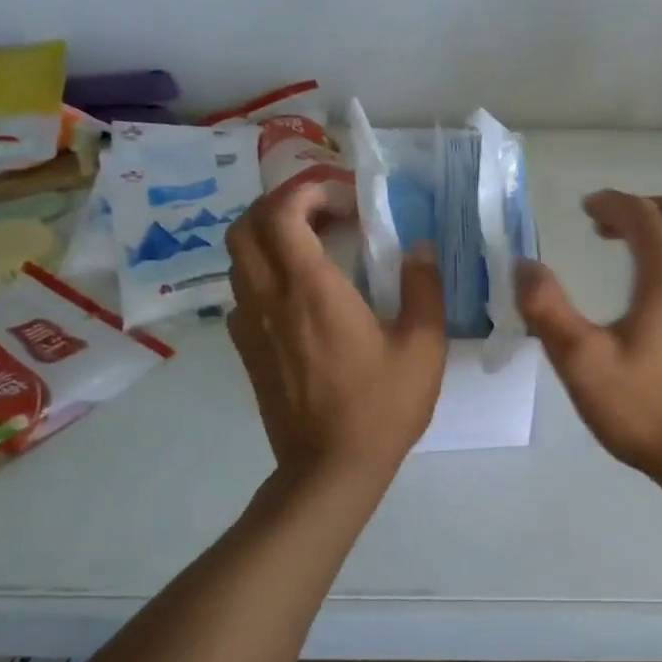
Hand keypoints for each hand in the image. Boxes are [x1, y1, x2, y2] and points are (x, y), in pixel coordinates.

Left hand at [226, 182, 446, 479]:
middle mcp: (271, 299)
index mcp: (311, 290)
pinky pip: (242, 292)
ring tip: (312, 245)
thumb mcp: (422, 346)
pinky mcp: (248, 350)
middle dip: (278, 206)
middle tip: (322, 213)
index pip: (282, 215)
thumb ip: (423, 288)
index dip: (306, 192)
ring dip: (268, 237)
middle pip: (245, 228)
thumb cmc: (381, 406)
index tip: (343, 199)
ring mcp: (251, 326)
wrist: (331, 468)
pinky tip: (299, 292)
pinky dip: (264, 272)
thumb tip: (419, 248)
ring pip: (238, 259)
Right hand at [516, 189, 661, 489]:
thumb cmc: (647, 409)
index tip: (584, 209)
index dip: (609, 203)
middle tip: (603, 226)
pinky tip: (661, 294)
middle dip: (638, 210)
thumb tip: (524, 265)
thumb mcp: (583, 363)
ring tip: (628, 253)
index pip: (640, 214)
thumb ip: (547, 309)